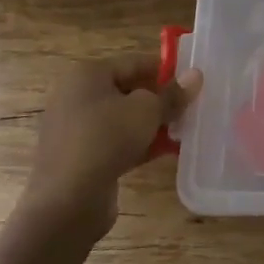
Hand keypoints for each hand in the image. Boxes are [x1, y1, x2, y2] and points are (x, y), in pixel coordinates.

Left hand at [24, 56, 201, 238]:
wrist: (66, 201)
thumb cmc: (106, 140)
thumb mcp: (147, 111)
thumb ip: (172, 94)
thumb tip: (196, 75)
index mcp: (88, 74)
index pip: (134, 62)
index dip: (166, 70)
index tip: (192, 82)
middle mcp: (76, 96)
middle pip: (128, 90)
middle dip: (159, 99)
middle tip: (189, 108)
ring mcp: (74, 128)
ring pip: (121, 119)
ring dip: (150, 124)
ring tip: (181, 131)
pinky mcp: (78, 157)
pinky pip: (113, 142)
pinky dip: (136, 144)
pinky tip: (162, 152)